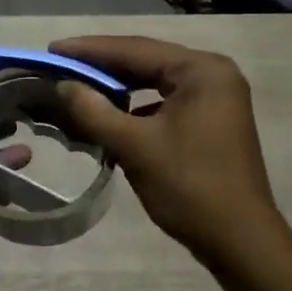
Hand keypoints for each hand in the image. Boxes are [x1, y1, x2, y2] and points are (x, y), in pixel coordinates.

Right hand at [52, 35, 283, 266]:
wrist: (239, 241)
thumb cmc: (189, 186)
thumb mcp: (134, 146)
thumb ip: (94, 110)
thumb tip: (62, 86)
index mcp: (201, 71)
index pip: (135, 49)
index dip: (89, 49)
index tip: (52, 50)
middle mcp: (213, 74)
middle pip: (146, 61)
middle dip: (101, 66)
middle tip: (59, 66)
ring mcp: (215, 98)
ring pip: (153, 82)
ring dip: (116, 87)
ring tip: (77, 87)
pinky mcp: (210, 121)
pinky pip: (163, 102)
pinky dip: (134, 107)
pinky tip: (107, 115)